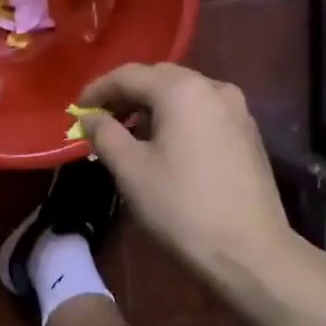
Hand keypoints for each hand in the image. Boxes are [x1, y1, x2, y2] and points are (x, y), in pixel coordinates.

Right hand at [79, 63, 294, 281]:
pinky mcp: (247, 132)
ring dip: (152, 106)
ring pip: (183, 94)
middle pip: (159, 78)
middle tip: (101, 119)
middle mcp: (214, 88)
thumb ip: (104, 134)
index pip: (129, 75)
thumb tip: (90, 117)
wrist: (249, 250)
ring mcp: (237, 109)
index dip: (98, 89)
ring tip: (129, 134)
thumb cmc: (181, 206)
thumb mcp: (130, 170)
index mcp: (182, 90)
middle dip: (126, 95)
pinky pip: (202, 111)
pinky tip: (164, 144)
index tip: (77, 110)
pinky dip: (177, 118)